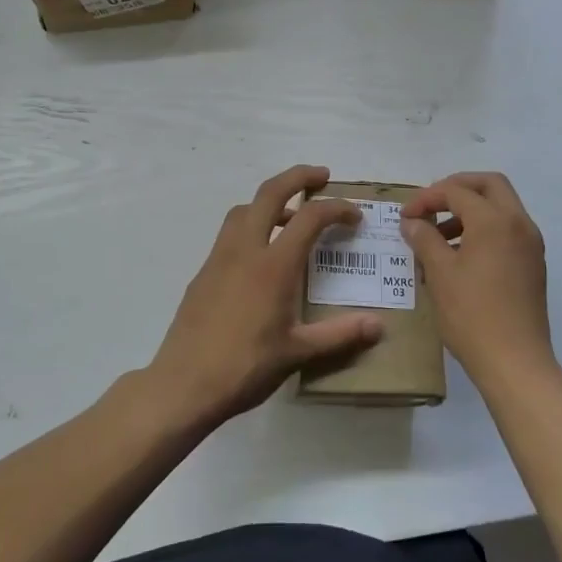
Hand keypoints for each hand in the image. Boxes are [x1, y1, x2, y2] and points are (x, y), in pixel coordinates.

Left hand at [147, 166, 385, 426]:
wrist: (183, 384)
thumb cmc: (245, 367)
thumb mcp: (298, 352)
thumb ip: (340, 334)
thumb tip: (378, 326)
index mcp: (273, 265)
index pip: (310, 217)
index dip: (337, 209)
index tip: (355, 217)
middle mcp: (245, 249)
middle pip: (271, 192)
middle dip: (298, 176)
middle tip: (322, 177)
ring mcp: (219, 258)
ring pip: (245, 208)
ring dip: (271, 200)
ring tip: (291, 216)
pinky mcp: (203, 272)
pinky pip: (230, 233)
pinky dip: (251, 225)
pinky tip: (260, 256)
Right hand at [401, 172, 555, 388]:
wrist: (515, 362)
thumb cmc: (472, 315)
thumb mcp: (440, 273)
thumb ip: (424, 239)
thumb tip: (412, 222)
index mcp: (495, 221)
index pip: (457, 192)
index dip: (427, 198)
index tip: (406, 217)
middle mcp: (519, 223)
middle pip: (490, 185)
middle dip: (457, 188)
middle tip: (431, 205)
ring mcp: (531, 244)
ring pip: (502, 207)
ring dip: (471, 210)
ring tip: (440, 237)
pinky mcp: (533, 264)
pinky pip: (508, 230)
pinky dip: (485, 229)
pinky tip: (461, 256)